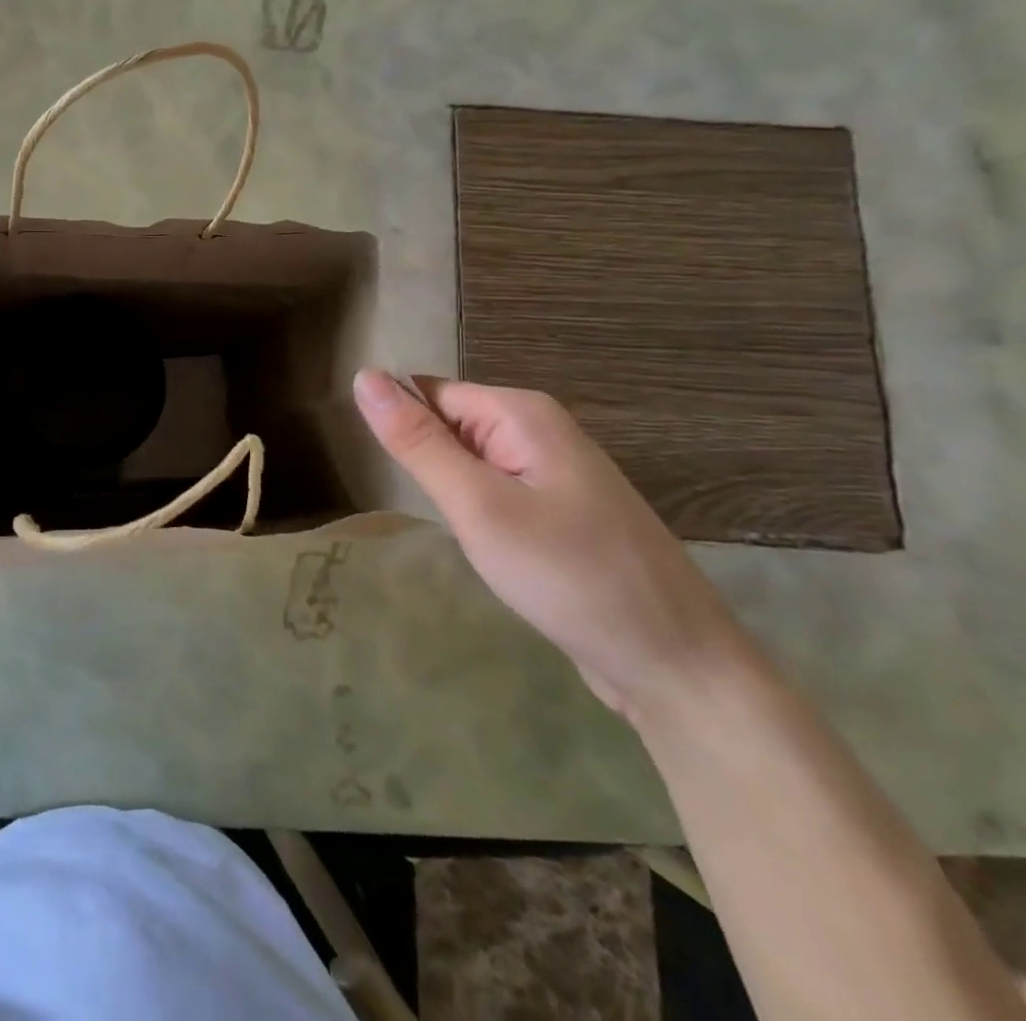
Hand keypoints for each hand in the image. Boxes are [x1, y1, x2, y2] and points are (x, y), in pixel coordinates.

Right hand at [353, 369, 744, 717]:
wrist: (677, 666)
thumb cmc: (569, 575)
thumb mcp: (477, 505)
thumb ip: (417, 441)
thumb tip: (364, 376)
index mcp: (522, 413)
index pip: (428, 394)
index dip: (400, 428)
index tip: (385, 472)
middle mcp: (541, 430)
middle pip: (450, 424)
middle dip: (427, 462)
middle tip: (431, 510)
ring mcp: (556, 472)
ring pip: (470, 461)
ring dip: (449, 490)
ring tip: (454, 530)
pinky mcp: (562, 511)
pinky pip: (496, 490)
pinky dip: (476, 511)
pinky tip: (482, 546)